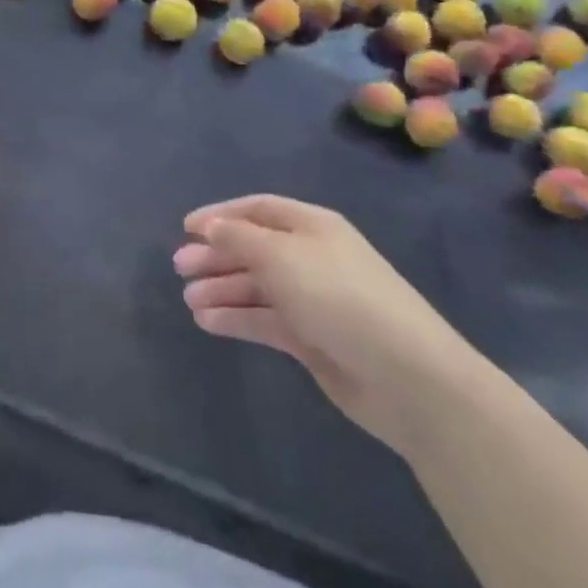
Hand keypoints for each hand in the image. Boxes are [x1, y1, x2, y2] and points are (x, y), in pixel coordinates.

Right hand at [175, 195, 487, 458]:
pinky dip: (236, 319)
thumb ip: (239, 238)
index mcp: (312, 227)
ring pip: (256, 287)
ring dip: (222, 290)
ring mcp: (312, 300)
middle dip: (216, 256)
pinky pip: (264, 320)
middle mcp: (311, 258)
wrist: (408, 377)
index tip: (186, 228)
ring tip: (189, 301)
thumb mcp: (282, 256)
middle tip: (180, 268)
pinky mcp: (312, 339)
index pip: (258, 210)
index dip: (221, 215)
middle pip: (254, 249)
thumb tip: (210, 226)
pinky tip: (207, 322)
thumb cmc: (340, 297)